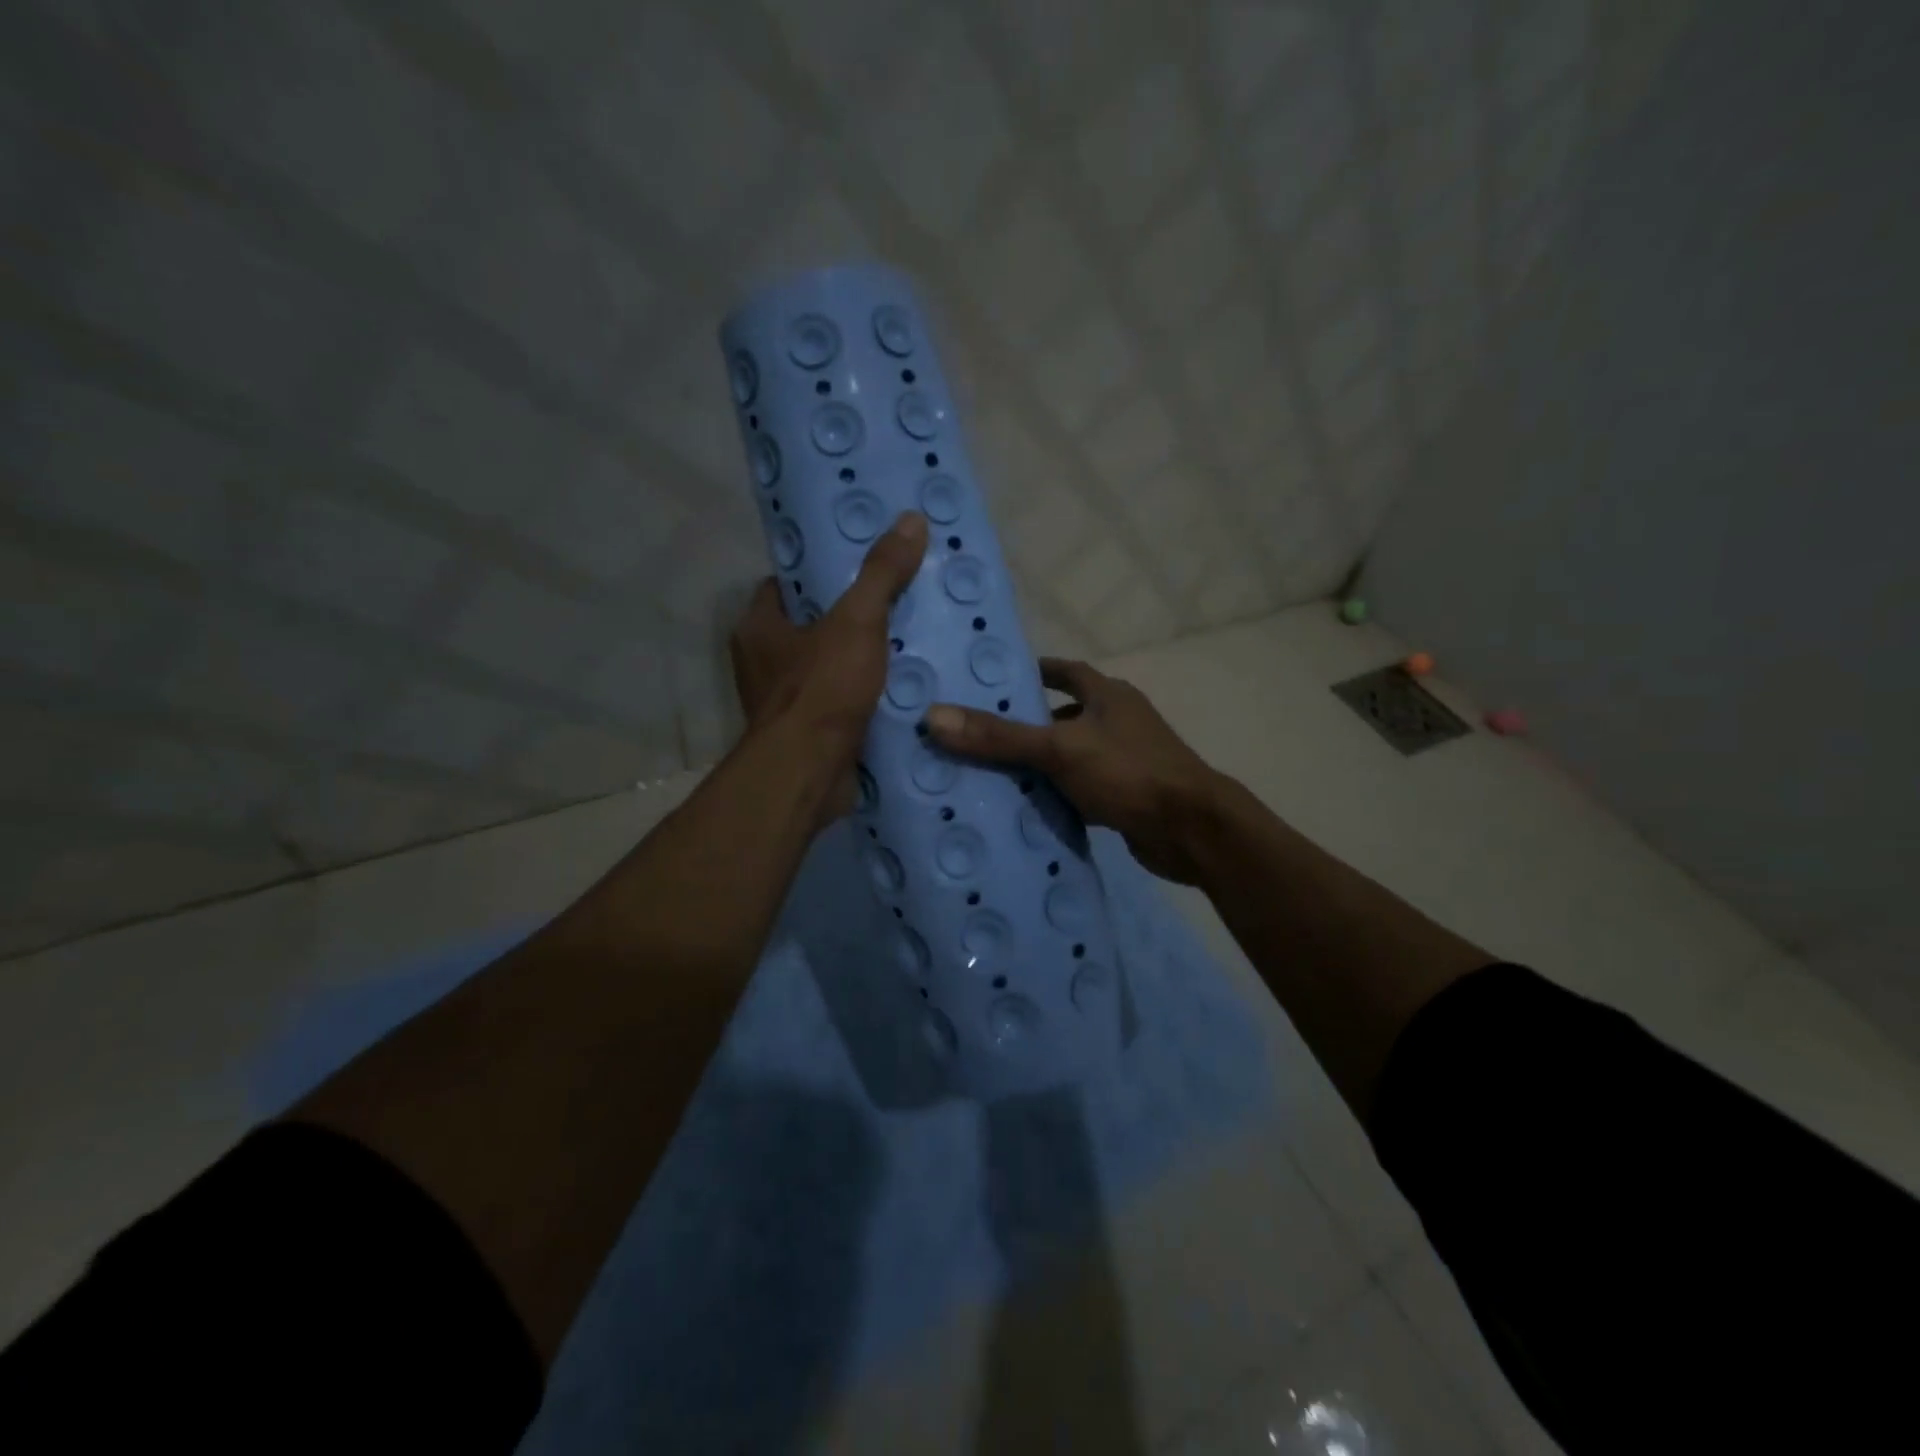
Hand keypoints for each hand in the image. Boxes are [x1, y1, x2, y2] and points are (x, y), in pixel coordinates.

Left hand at [729, 512, 927, 821]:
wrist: (809, 773)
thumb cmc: (823, 688)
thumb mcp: (858, 621)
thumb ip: (881, 574)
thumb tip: (910, 520)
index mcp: (758, 628)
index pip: (782, 586)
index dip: (816, 575)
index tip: (854, 570)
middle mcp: (760, 664)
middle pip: (806, 628)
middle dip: (843, 620)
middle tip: (890, 606)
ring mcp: (781, 704)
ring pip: (822, 669)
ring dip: (854, 662)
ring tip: (902, 646)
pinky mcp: (804, 737)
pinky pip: (835, 705)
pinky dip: (859, 699)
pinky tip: (896, 692)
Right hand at [925, 658, 1227, 882]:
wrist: (1192, 830)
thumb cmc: (1129, 772)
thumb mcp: (1059, 749)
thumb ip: (999, 736)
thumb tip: (933, 716)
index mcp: (1108, 696)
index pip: (1066, 672)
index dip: (1035, 673)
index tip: (999, 683)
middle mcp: (1119, 721)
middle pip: (1066, 715)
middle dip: (1029, 724)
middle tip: (981, 735)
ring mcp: (1127, 760)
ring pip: (1073, 755)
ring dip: (1042, 763)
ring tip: (994, 774)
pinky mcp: (1128, 796)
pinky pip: (1083, 789)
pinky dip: (1059, 795)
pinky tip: (1030, 809)